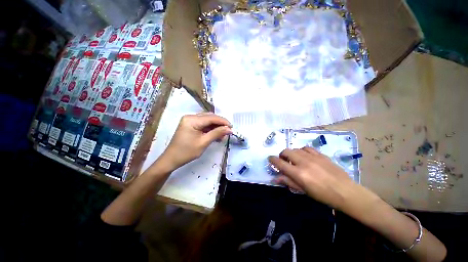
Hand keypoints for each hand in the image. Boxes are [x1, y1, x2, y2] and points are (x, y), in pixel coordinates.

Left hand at [159, 113, 231, 171]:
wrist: (172, 159)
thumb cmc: (187, 152)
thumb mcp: (204, 142)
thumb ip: (217, 133)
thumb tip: (229, 129)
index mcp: (192, 120)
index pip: (211, 117)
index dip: (223, 121)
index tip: (232, 127)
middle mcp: (190, 117)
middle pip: (209, 117)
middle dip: (220, 124)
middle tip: (228, 131)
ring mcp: (189, 120)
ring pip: (207, 120)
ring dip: (216, 127)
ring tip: (222, 135)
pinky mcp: (190, 124)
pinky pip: (203, 124)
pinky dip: (210, 129)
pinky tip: (216, 135)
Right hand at [268, 147, 362, 209]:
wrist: (345, 192)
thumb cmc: (323, 195)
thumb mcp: (303, 190)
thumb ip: (288, 182)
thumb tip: (274, 178)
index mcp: (299, 173)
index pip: (280, 163)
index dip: (272, 160)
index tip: (270, 159)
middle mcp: (304, 162)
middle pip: (286, 151)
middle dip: (281, 154)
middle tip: (283, 160)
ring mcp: (313, 157)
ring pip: (296, 149)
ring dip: (291, 153)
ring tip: (294, 158)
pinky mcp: (321, 155)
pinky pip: (307, 148)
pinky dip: (302, 150)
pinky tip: (304, 155)